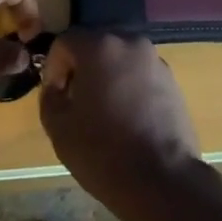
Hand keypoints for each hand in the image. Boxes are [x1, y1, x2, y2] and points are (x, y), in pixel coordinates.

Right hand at [39, 32, 201, 220]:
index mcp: (100, 46)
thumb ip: (50, 97)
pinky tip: (126, 119)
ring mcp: (155, 59)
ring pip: (119, 59)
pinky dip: (128, 86)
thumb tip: (56, 88)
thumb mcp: (59, 128)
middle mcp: (130, 42)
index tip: (55, 96)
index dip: (53, 67)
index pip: (66, 41)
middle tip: (75, 103)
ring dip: (106, 77)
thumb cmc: (104, 152)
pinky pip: (139, 74)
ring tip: (102, 113)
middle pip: (95, 45)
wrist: (162, 179)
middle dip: (81, 69)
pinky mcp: (171, 79)